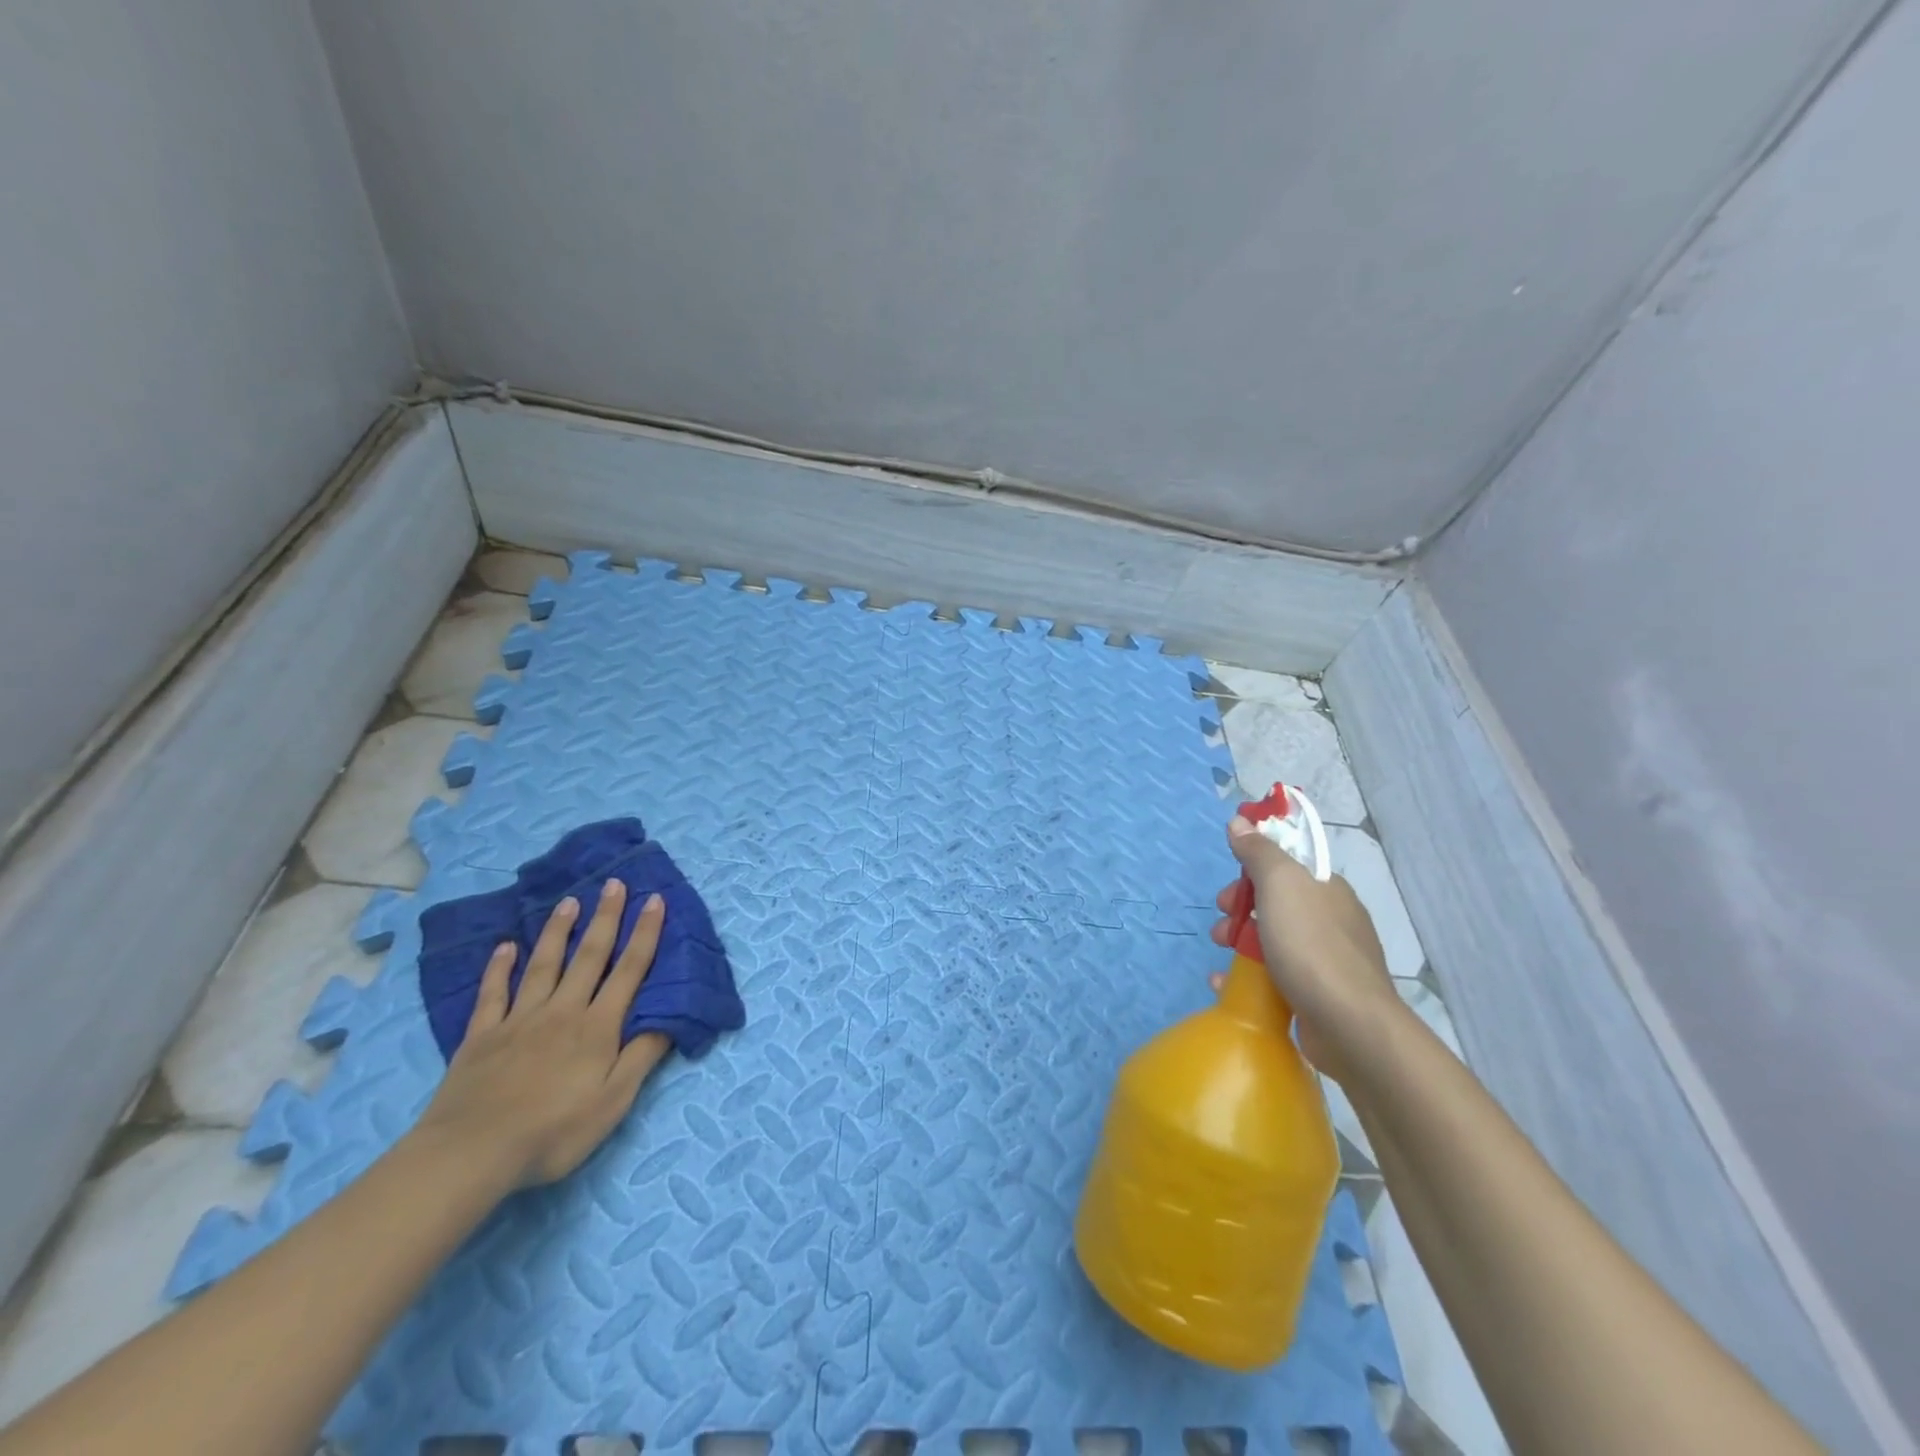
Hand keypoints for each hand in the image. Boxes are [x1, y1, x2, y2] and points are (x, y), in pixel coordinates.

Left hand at [414, 880, 670, 1187]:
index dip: (645, 934)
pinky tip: (505, 947)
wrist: (471, 1154)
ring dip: (559, 931)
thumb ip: (642, 1055)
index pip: (629, 971)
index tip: (654, 900)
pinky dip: (499, 968)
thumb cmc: (553, 1132)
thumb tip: (670, 1016)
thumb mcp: (613, 1102)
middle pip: (589, 957)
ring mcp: (519, 1020)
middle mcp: (563, 1011)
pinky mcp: (482, 1037)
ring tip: (569, 901)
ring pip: (544, 965)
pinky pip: (493, 994)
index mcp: (598, 1027)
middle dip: (605, 918)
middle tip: (613, 883)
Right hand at [1209, 815, 1399, 1082]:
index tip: (1231, 888)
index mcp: (1327, 889)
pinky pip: (1277, 976)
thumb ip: (1259, 851)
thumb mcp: (1280, 884)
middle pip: (1276, 903)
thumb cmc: (1311, 946)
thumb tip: (1240, 821)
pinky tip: (1227, 986)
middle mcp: (1332, 919)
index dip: (1252, 870)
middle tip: (1221, 924)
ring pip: (1274, 939)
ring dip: (1240, 942)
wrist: (1351, 1026)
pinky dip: (1249, 976)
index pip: (1287, 865)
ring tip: (1221, 956)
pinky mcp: (1320, 995)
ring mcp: (1328, 960)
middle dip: (1240, 909)